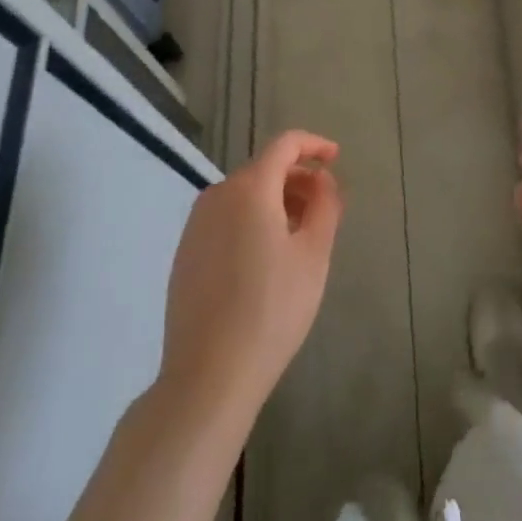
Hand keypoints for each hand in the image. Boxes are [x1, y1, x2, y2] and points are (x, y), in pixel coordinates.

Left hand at [159, 131, 342, 425]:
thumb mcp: (314, 255)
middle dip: (297, 179)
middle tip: (324, 208)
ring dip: (276, 202)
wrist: (208, 376)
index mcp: (249, 188)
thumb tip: (323, 180)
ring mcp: (196, 225)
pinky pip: (226, 219)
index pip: (284, 145)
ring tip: (299, 236)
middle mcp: (217, 195)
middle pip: (264, 169)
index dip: (314, 145)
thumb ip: (325, 205)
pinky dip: (252, 221)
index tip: (336, 158)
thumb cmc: (272, 310)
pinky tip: (266, 259)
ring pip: (244, 195)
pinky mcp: (185, 252)